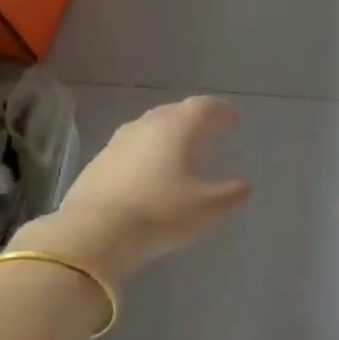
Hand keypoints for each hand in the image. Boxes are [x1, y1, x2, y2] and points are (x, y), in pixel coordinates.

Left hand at [12, 97, 249, 283]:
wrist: (95, 232)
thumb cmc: (159, 213)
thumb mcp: (206, 208)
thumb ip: (229, 194)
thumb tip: (243, 186)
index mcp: (175, 128)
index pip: (202, 107)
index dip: (220, 110)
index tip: (233, 119)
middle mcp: (144, 127)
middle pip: (173, 112)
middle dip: (193, 119)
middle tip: (209, 130)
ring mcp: (116, 144)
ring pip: (148, 129)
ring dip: (167, 135)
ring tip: (180, 151)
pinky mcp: (97, 164)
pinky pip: (130, 150)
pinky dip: (146, 154)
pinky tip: (149, 173)